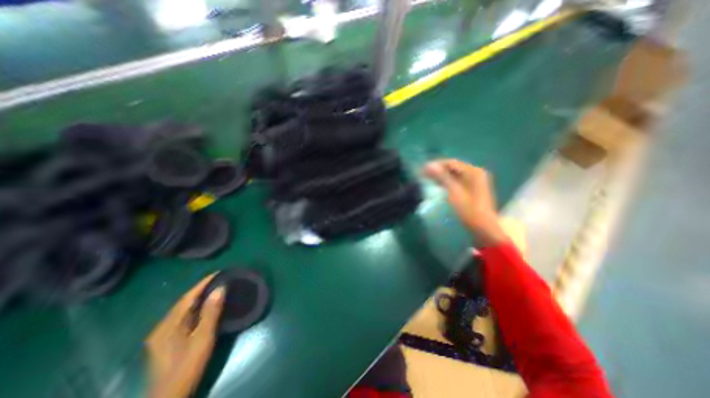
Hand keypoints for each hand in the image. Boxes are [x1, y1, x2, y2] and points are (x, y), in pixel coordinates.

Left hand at [143, 275, 220, 396]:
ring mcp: (162, 335)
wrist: (170, 397)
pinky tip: (206, 306)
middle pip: (184, 302)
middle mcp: (161, 327)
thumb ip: (211, 312)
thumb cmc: (187, 366)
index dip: (203, 283)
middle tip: (220, 279)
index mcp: (167, 325)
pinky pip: (183, 317)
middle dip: (201, 289)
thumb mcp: (203, 338)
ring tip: (216, 288)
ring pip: (183, 310)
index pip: (187, 297)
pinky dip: (195, 308)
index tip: (219, 272)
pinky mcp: (166, 341)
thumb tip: (221, 288)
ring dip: (199, 298)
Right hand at [423, 158, 507, 244]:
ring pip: (455, 175)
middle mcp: (476, 173)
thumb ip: (442, 177)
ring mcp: (475, 181)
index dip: (436, 165)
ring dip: (442, 176)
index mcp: (474, 172)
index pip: (451, 163)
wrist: (483, 228)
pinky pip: (457, 181)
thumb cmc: (469, 210)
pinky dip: (447, 182)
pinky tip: (439, 185)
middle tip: (424, 175)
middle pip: (453, 168)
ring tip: (428, 179)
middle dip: (438, 170)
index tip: (423, 169)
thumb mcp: (454, 192)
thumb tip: (428, 165)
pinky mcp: (473, 189)